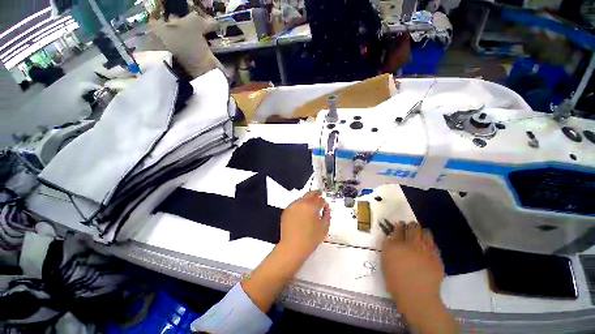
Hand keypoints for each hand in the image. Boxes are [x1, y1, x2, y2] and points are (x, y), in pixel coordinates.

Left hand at [241, 191, 329, 312]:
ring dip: (307, 200)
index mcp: (311, 206)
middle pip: (310, 194)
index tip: (325, 206)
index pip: (320, 199)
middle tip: (319, 195)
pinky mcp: (286, 210)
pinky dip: (300, 205)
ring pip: (302, 198)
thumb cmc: (310, 239)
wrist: (292, 247)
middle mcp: (301, 203)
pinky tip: (302, 213)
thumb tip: (326, 209)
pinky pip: (295, 204)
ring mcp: (293, 206)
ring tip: (310, 207)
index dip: (324, 203)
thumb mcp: (324, 228)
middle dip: (316, 194)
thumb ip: (327, 215)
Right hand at [381, 222, 456, 332]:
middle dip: (412, 225)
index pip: (398, 229)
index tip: (400, 223)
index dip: (399, 225)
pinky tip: (429, 243)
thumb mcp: (386, 262)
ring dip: (423, 231)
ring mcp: (425, 251)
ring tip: (421, 232)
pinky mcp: (436, 258)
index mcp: (396, 245)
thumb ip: (388, 247)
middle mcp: (411, 244)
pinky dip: (431, 242)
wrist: (417, 296)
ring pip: (425, 234)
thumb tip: (391, 237)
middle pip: (413, 228)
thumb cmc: (396, 280)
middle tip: (411, 226)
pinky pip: (434, 245)